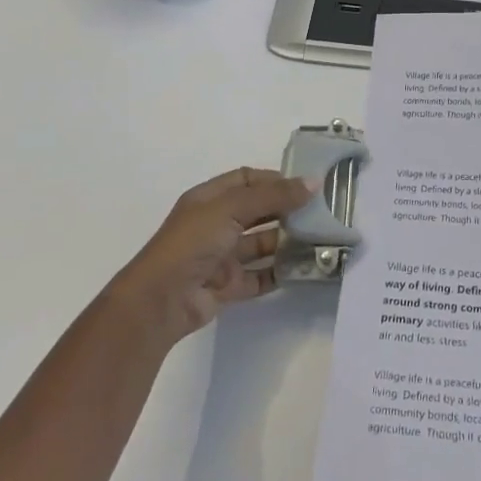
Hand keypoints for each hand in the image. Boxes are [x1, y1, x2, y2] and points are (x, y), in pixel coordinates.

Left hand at [108, 168, 312, 346]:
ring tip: (318, 239)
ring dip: (286, 241)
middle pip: (256, 211)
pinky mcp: (227, 286)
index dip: (274, 179)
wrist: (161, 301)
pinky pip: (259, 275)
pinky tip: (303, 268)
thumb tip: (314, 182)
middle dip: (285, 210)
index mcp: (209, 199)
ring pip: (260, 244)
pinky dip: (279, 271)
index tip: (305, 185)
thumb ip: (274, 196)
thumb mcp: (233, 208)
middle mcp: (215, 224)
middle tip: (319, 211)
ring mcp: (221, 256)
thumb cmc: (193, 242)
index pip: (246, 179)